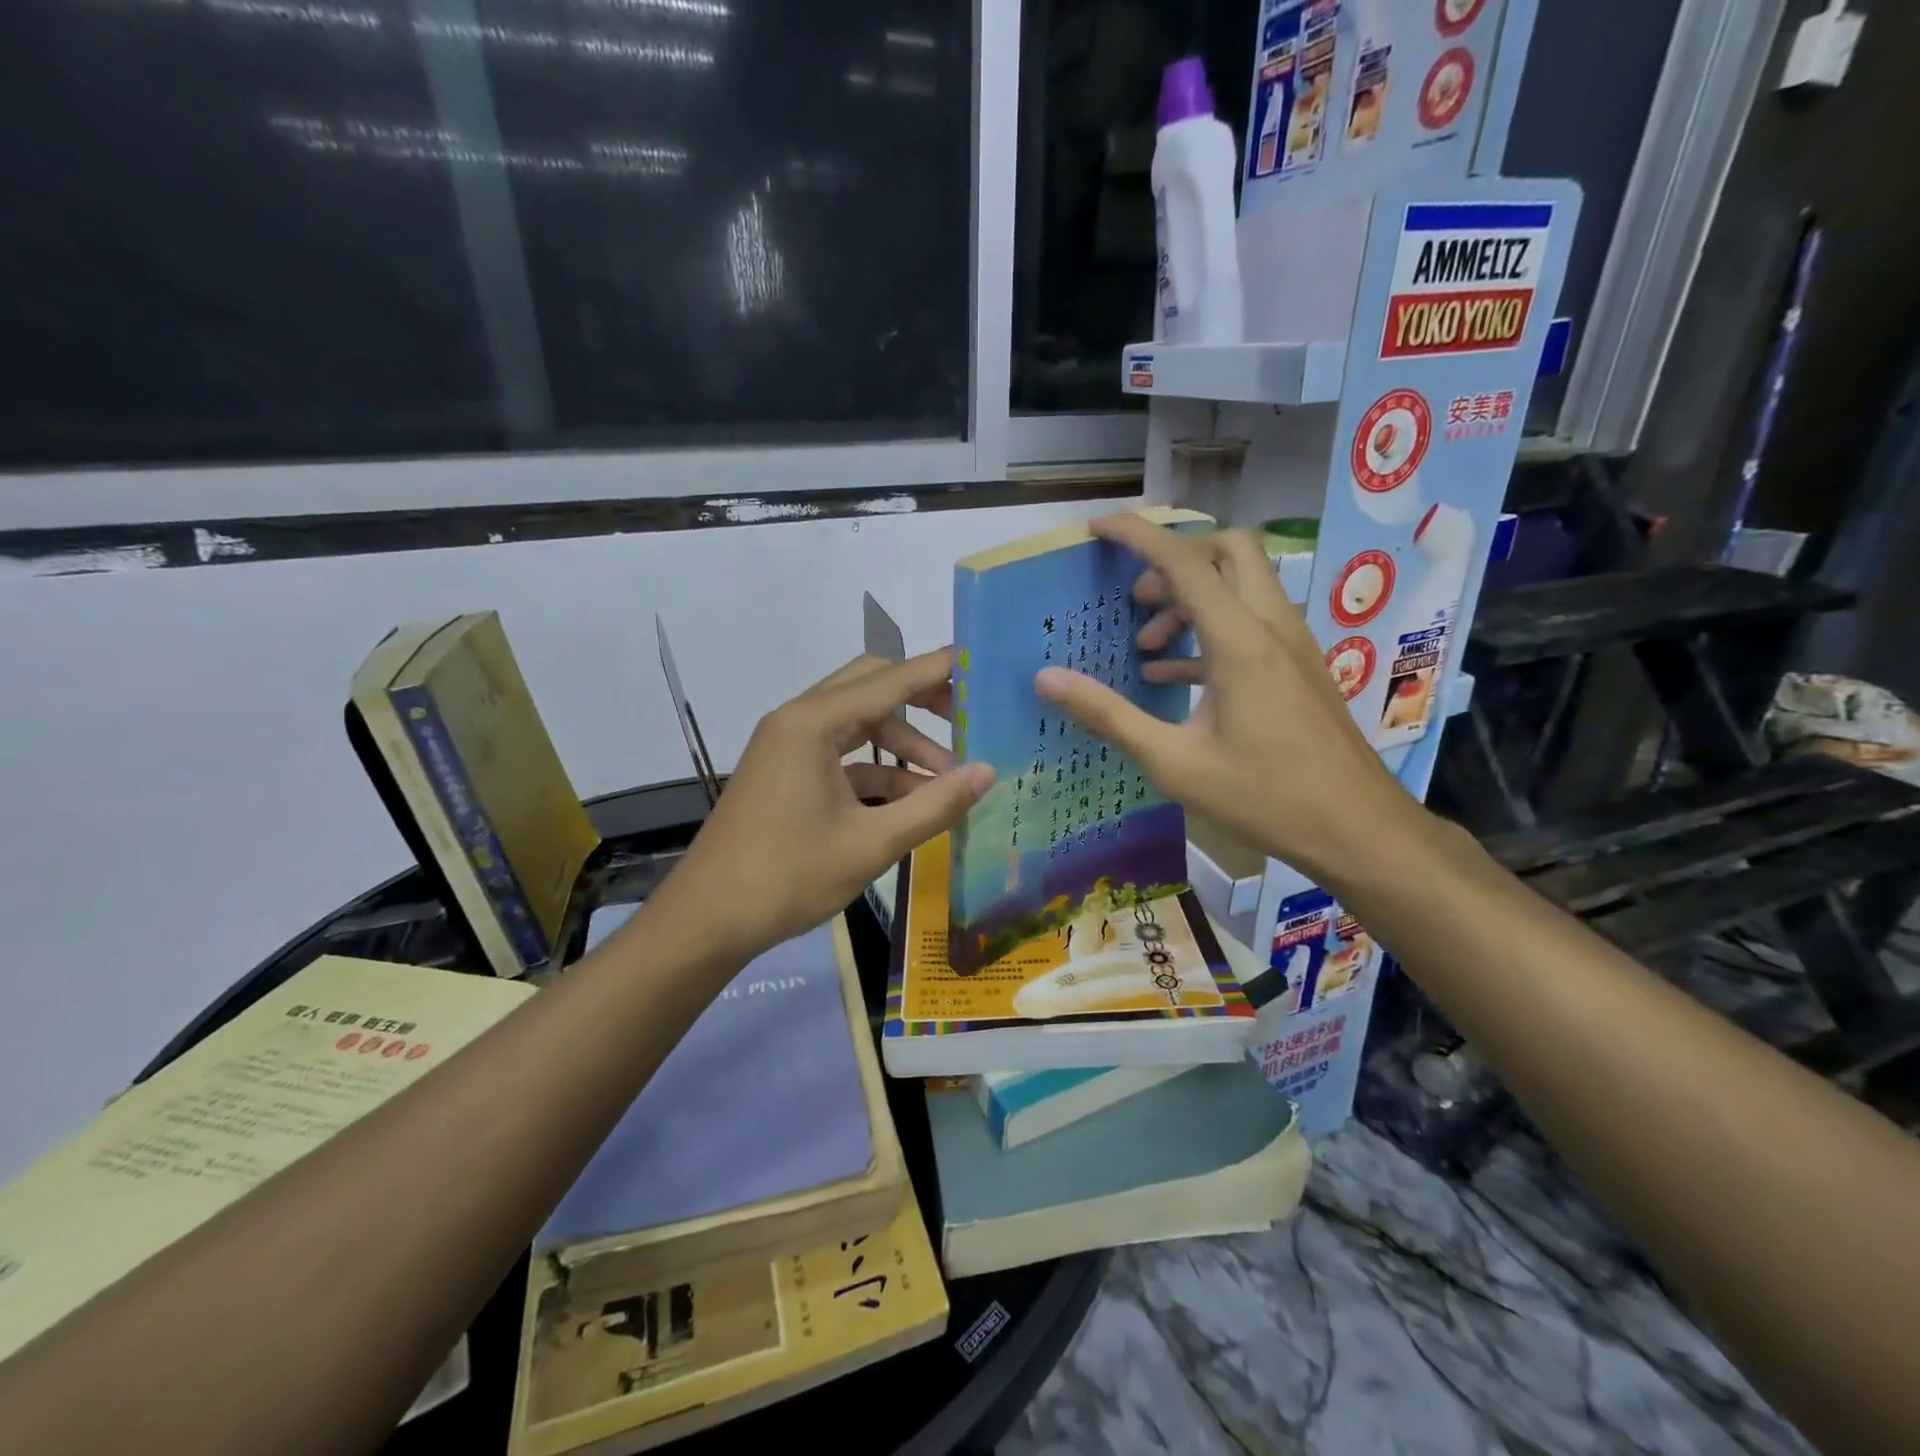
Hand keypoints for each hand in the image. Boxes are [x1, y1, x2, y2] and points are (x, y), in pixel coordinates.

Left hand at [663, 649, 993, 960]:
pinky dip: (879, 770)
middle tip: (968, 719)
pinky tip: (913, 801)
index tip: (981, 663)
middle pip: (872, 688)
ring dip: (904, 745)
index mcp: (813, 724)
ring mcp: (789, 746)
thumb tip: (988, 772)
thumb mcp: (871, 843)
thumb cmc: (787, 877)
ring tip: (949, 780)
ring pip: (859, 724)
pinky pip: (843, 755)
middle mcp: (798, 721)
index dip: (938, 669)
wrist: (707, 920)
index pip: (890, 680)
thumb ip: (934, 805)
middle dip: (922, 700)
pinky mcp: (788, 772)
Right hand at [1035, 514, 1418, 888]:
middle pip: (1228, 551)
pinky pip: (1250, 623)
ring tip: (1146, 645)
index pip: (1184, 561)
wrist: (1357, 829)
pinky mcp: (1297, 666)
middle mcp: (1270, 625)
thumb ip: (1108, 715)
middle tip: (1137, 597)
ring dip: (1191, 599)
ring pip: (1242, 585)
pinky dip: (1209, 630)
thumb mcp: (1173, 762)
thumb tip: (1046, 679)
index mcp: (1239, 640)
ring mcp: (1291, 644)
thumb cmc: (1263, 795)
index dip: (1137, 536)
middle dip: (1176, 558)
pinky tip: (1174, 676)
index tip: (1098, 526)